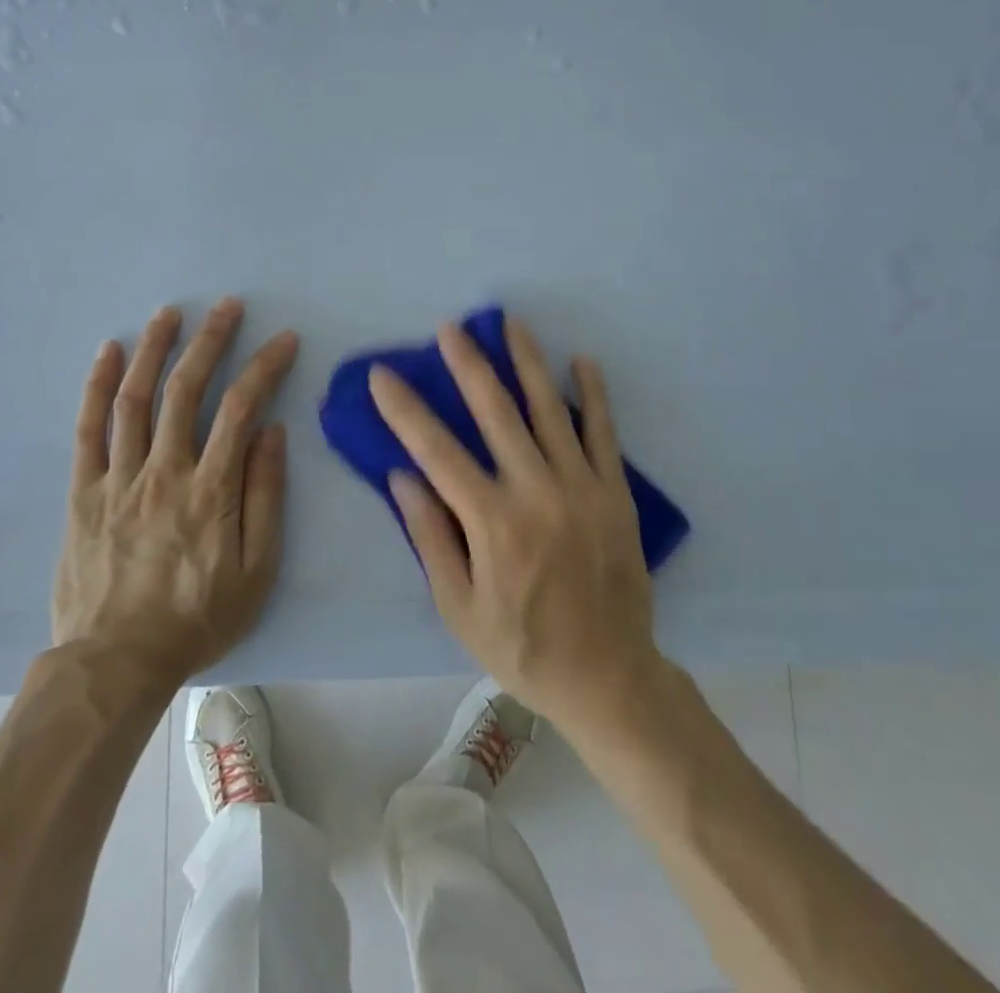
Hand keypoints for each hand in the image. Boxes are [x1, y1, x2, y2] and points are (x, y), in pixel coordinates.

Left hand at [53, 298, 299, 686]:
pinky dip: (98, 387)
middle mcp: (164, 471)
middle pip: (187, 390)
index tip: (284, 339)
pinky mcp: (84, 492)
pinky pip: (89, 430)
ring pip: (136, 399)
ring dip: (154, 350)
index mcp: (210, 489)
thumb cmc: (197, 618)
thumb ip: (265, 496)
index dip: (265, 366)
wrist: (115, 663)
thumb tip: (272, 432)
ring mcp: (119, 478)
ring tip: (169, 313)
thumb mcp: (256, 569)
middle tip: (227, 306)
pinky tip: (108, 352)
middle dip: (210, 340)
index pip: (242, 408)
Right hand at [368, 315, 662, 727]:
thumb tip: (402, 476)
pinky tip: (582, 361)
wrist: (608, 676)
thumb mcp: (459, 609)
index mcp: (493, 522)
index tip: (383, 375)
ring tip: (510, 323)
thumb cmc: (522, 647)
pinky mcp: (616, 492)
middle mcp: (537, 492)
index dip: (405, 410)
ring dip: (527, 362)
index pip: (437, 451)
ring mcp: (582, 487)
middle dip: (469, 365)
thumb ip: (431, 538)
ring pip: (550, 409)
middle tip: (450, 328)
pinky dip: (594, 394)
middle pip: (497, 413)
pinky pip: (604, 432)